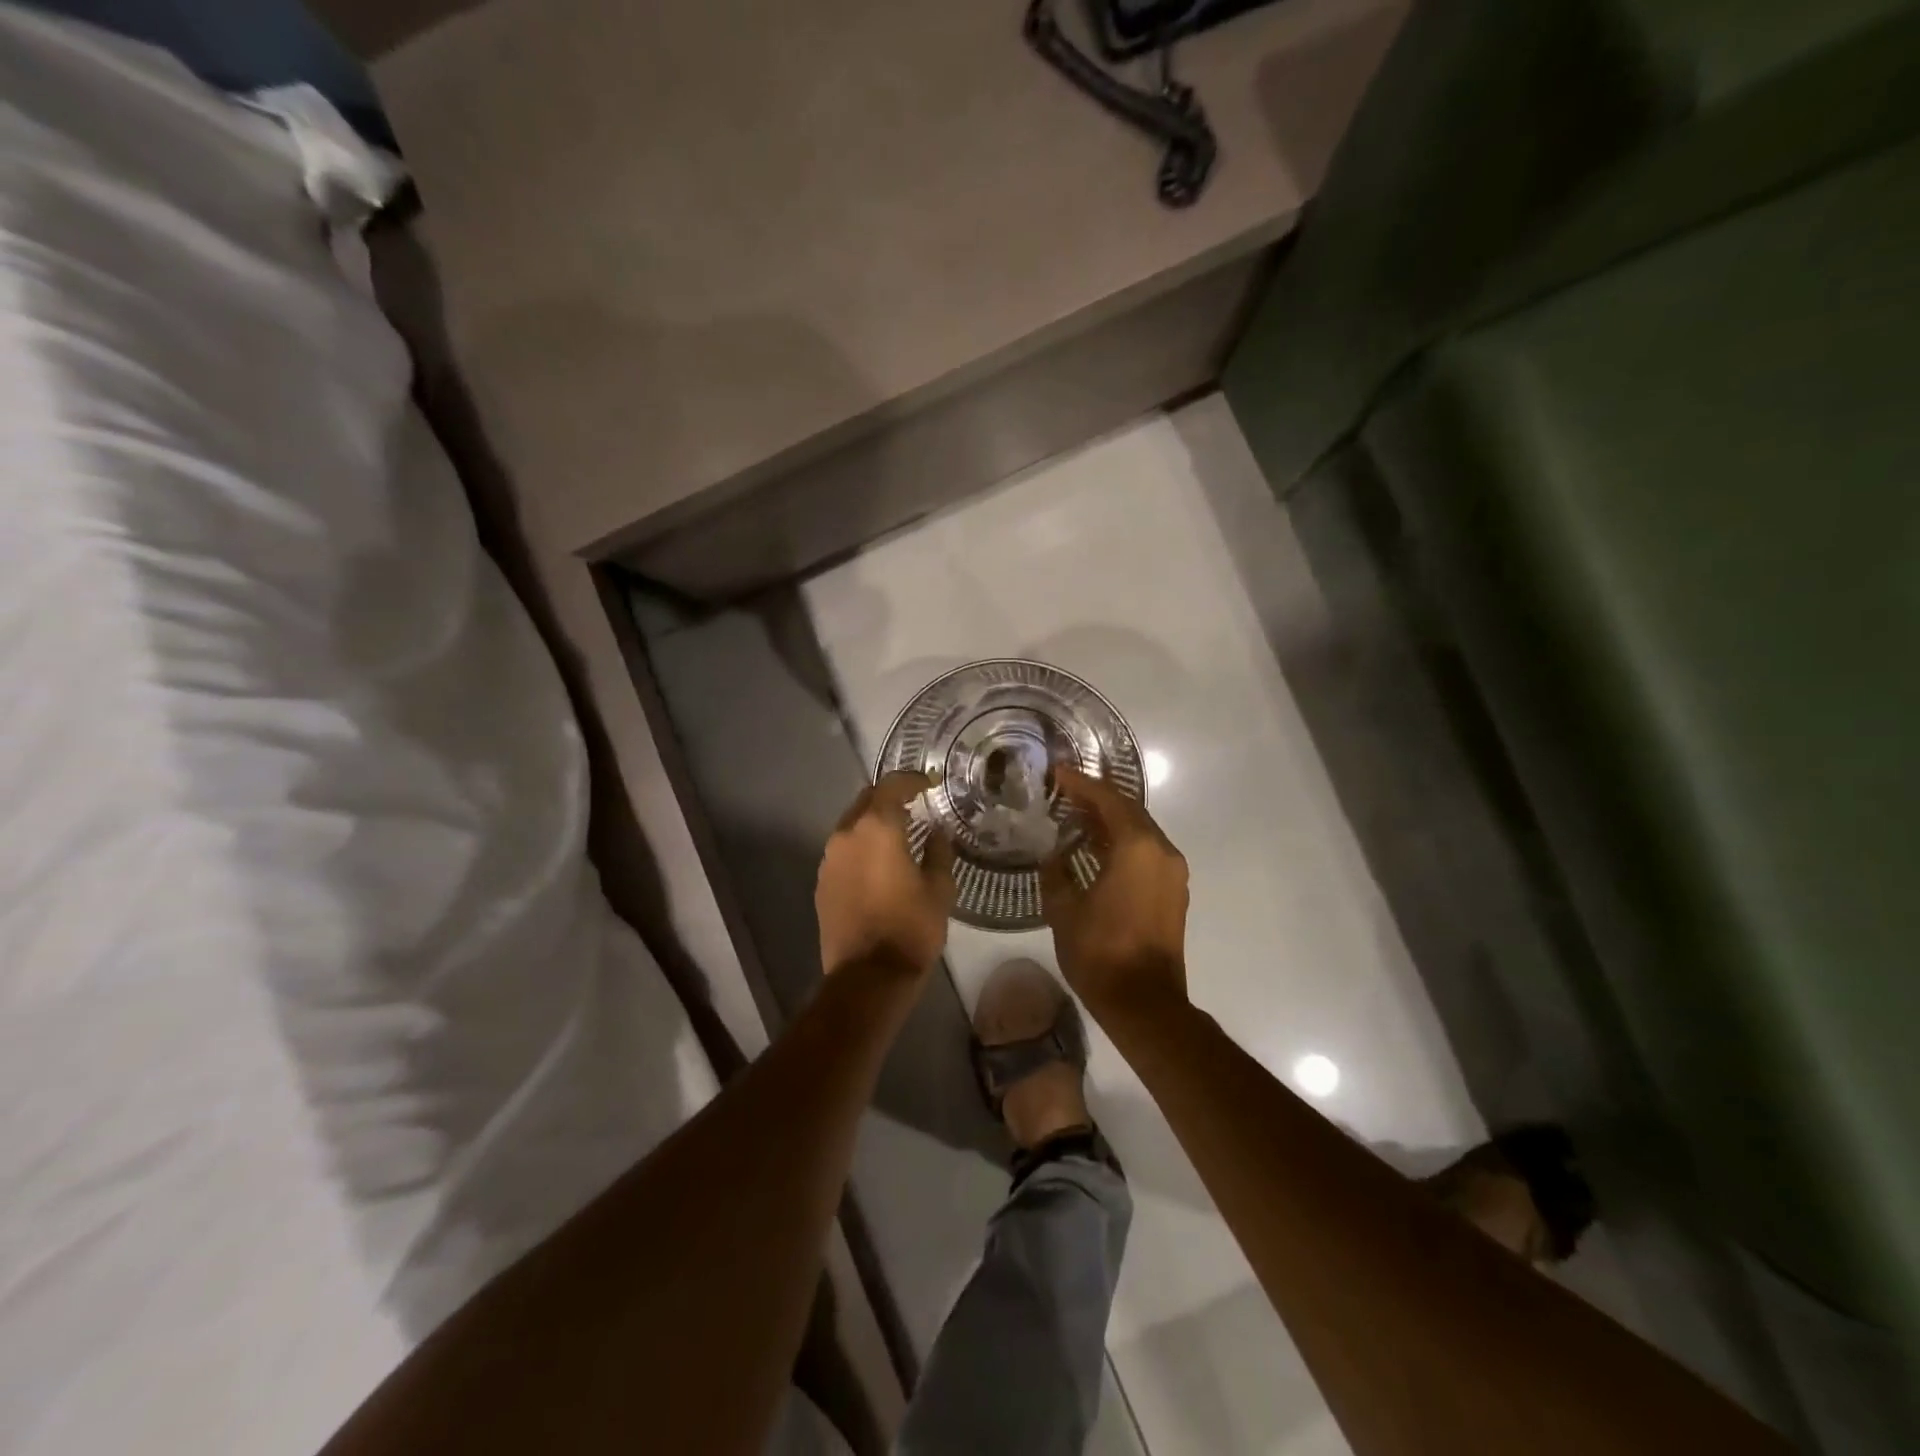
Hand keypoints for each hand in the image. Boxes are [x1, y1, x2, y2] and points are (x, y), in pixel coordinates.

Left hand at [816, 771, 956, 978]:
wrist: (868, 976)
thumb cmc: (911, 928)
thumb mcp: (939, 888)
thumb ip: (938, 851)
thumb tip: (936, 832)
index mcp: (877, 828)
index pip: (891, 786)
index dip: (911, 780)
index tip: (928, 784)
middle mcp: (846, 835)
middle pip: (866, 800)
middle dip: (889, 797)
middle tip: (913, 805)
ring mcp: (829, 859)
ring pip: (851, 825)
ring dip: (872, 822)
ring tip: (897, 834)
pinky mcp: (822, 882)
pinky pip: (843, 851)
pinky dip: (860, 847)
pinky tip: (878, 863)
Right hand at [1041, 765, 1189, 1020]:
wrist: (1144, 1004)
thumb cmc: (1100, 952)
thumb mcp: (1063, 909)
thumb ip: (1055, 871)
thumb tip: (1053, 854)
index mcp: (1137, 848)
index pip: (1108, 800)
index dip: (1081, 783)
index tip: (1057, 772)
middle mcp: (1162, 851)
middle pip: (1129, 810)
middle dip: (1097, 797)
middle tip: (1065, 791)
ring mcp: (1172, 872)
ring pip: (1140, 831)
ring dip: (1111, 820)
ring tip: (1076, 816)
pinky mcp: (1173, 892)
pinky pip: (1147, 852)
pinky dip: (1122, 842)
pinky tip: (1096, 849)